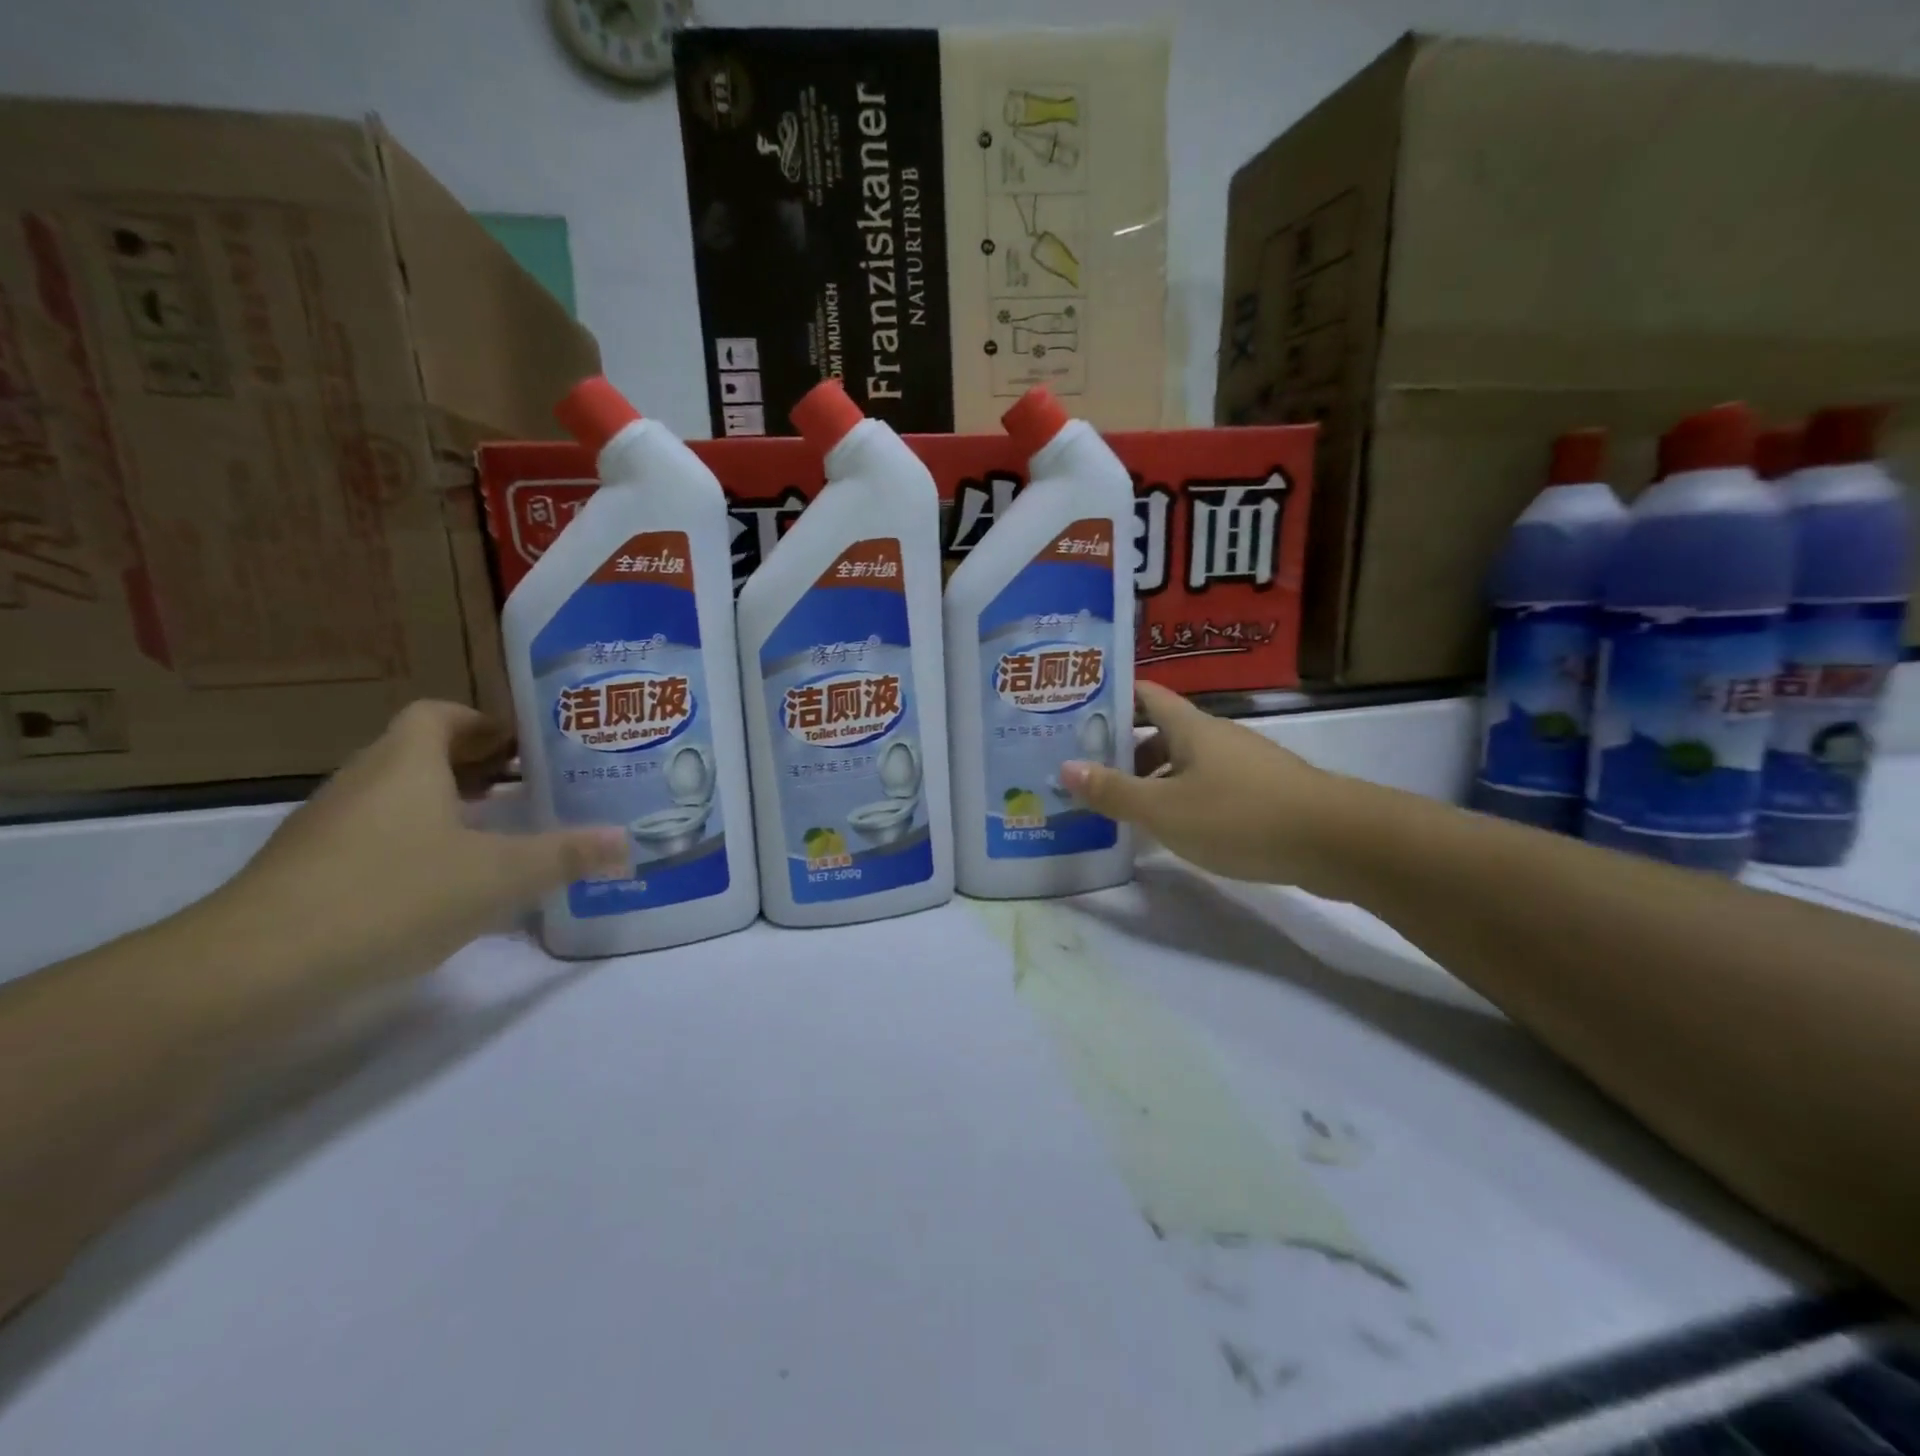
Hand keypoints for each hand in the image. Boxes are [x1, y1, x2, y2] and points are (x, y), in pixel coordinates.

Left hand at [211, 701, 627, 990]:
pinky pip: (378, 839)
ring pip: (399, 799)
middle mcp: (363, 784)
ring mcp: (330, 830)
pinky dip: (418, 845)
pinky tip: (451, 884)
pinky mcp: (311, 874)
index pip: (440, 714)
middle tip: (532, 788)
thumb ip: (566, 855)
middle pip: (422, 753)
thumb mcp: (500, 875)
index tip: (528, 747)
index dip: (485, 723)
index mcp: (405, 763)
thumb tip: (627, 842)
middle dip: (478, 767)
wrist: (254, 972)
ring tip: (501, 833)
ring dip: (448, 807)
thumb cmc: (393, 895)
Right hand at [1059, 681, 1335, 886]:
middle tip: (1088, 771)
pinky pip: (1208, 787)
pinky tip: (1171, 830)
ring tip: (1121, 806)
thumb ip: (1114, 791)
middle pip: (1162, 732)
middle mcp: (1217, 737)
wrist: (1338, 840)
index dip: (1112, 697)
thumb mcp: (1165, 810)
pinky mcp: (1263, 793)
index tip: (1077, 712)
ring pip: (1185, 763)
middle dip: (1125, 749)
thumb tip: (1065, 767)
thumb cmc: (1240, 816)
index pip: (1146, 694)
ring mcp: (1244, 764)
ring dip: (1152, 779)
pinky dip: (1181, 799)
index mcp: (1191, 728)